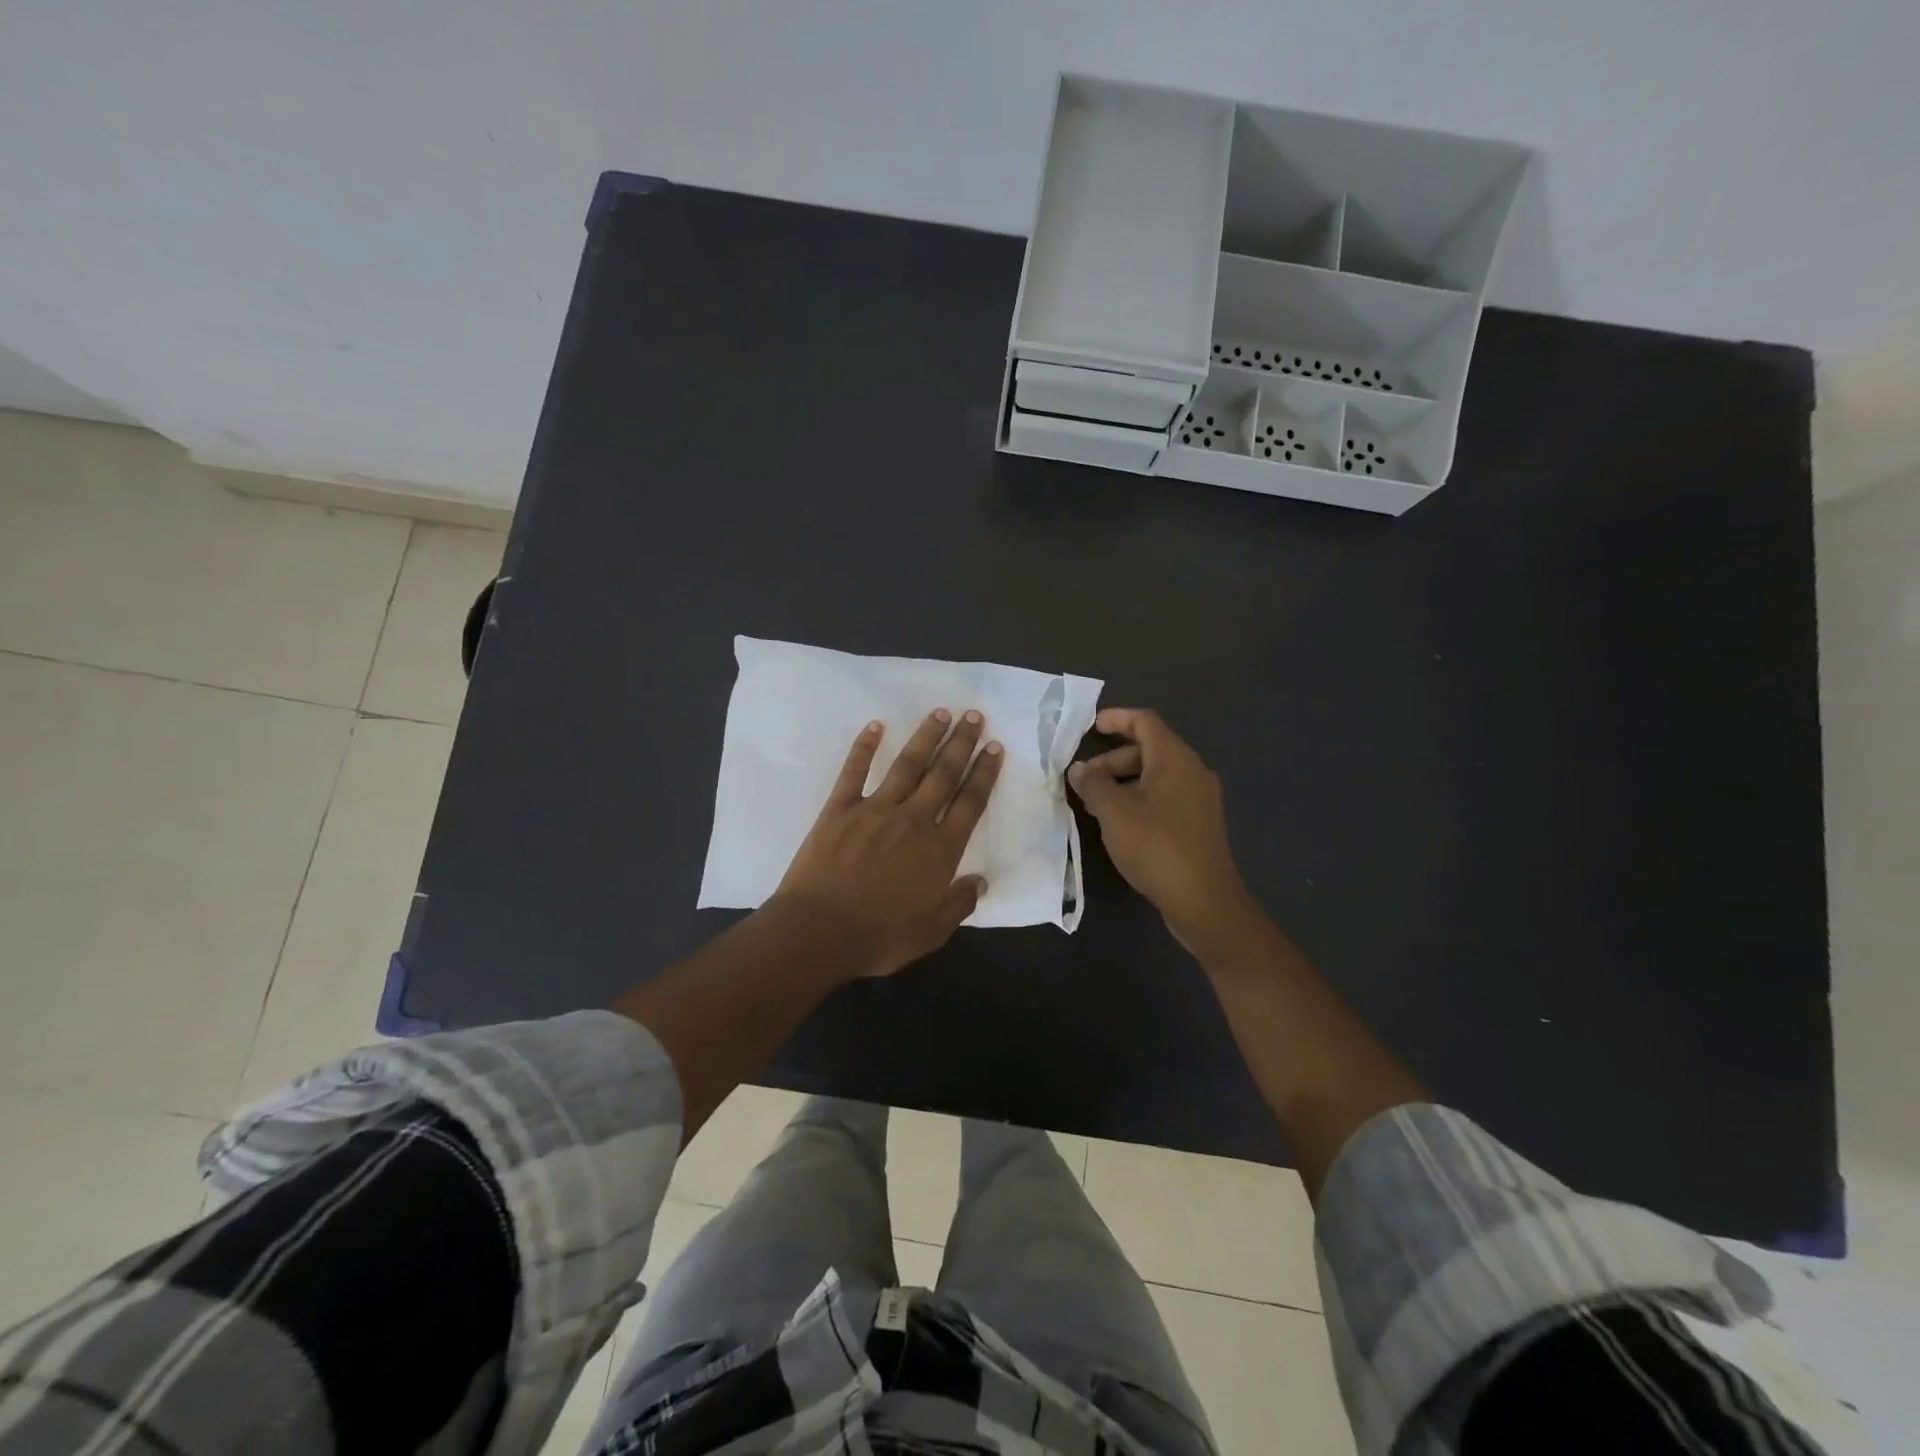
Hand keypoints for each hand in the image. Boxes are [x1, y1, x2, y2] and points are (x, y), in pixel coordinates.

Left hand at [774, 708, 1002, 978]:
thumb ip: (959, 904)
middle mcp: (913, 820)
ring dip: (926, 737)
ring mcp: (875, 810)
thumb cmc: (879, 936)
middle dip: (962, 743)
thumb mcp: (931, 932)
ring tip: (941, 712)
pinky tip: (876, 726)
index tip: (994, 748)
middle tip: (974, 716)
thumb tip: (981, 882)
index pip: (970, 803)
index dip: (984, 773)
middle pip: (943, 774)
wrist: (819, 932)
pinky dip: (865, 747)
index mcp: (939, 850)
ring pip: (907, 765)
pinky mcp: (840, 809)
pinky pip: (855, 771)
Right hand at [1068, 707, 1253, 952]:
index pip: (1145, 721)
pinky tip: (1122, 822)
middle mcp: (1192, 770)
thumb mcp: (1114, 812)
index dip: (1116, 718)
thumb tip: (1079, 768)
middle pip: (1149, 748)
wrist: (1203, 899)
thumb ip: (1093, 784)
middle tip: (1085, 780)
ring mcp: (1200, 797)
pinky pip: (1167, 795)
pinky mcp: (1200, 822)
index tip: (1090, 727)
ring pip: (1157, 774)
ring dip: (1124, 781)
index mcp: (1174, 758)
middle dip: (1113, 759)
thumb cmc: (1156, 846)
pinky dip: (1141, 797)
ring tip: (1097, 804)